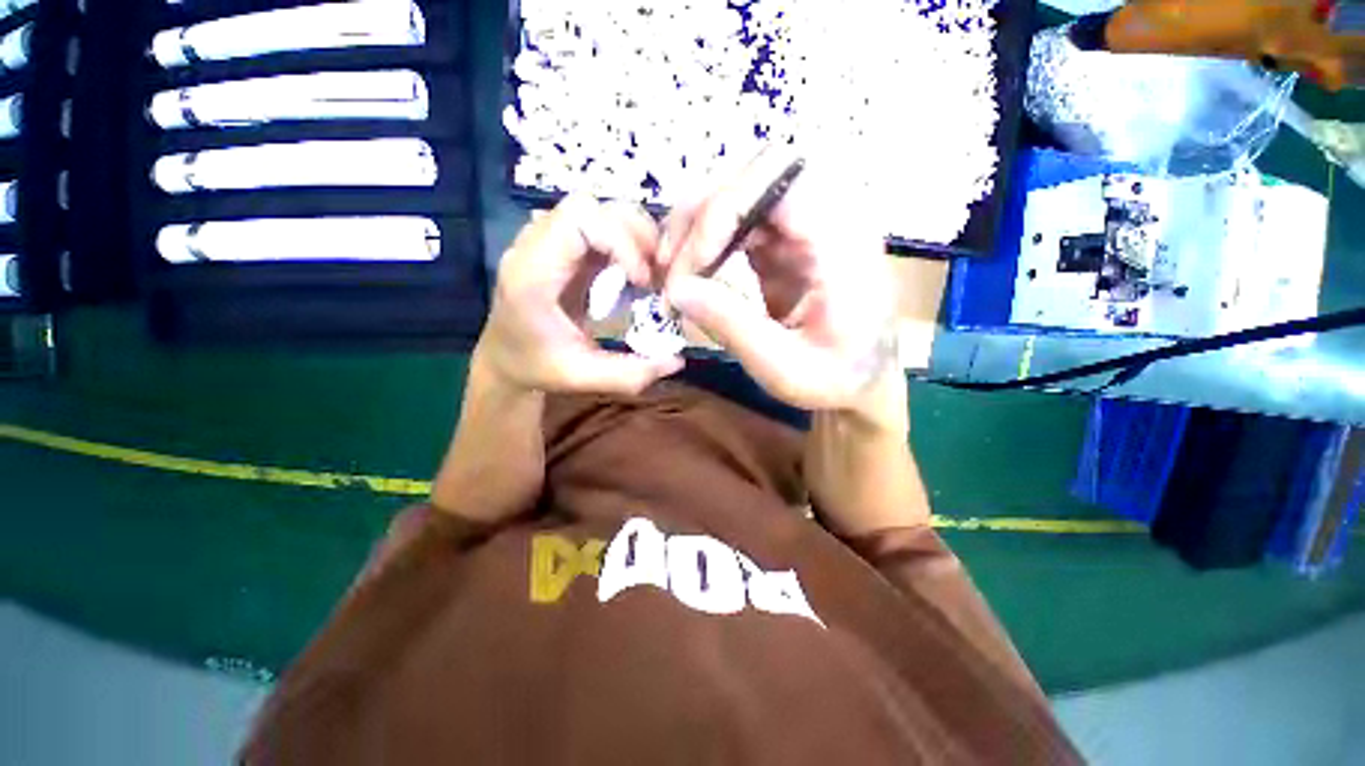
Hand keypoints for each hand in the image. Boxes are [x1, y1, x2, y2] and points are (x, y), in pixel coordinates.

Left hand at [478, 194, 682, 395]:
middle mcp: (533, 246)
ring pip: (595, 209)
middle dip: (633, 233)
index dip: (621, 241)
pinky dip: (624, 241)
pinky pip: (597, 225)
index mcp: (531, 274)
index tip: (643, 280)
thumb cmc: (538, 367)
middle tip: (656, 272)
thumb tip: (678, 361)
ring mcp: (545, 241)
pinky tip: (634, 271)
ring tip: (649, 271)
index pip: (579, 220)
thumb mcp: (584, 377)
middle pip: (589, 206)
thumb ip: (631, 374)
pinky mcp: (560, 245)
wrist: (505, 359)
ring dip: (631, 235)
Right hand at [661, 149, 898, 413]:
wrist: (864, 380)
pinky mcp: (787, 238)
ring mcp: (807, 224)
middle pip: (754, 172)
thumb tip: (677, 290)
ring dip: (698, 228)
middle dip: (701, 216)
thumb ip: (733, 326)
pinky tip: (693, 275)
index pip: (779, 177)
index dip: (725, 208)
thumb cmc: (836, 379)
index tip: (693, 268)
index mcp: (842, 241)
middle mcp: (830, 216)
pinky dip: (708, 242)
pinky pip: (739, 219)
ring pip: (740, 190)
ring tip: (675, 277)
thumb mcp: (784, 368)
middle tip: (671, 271)